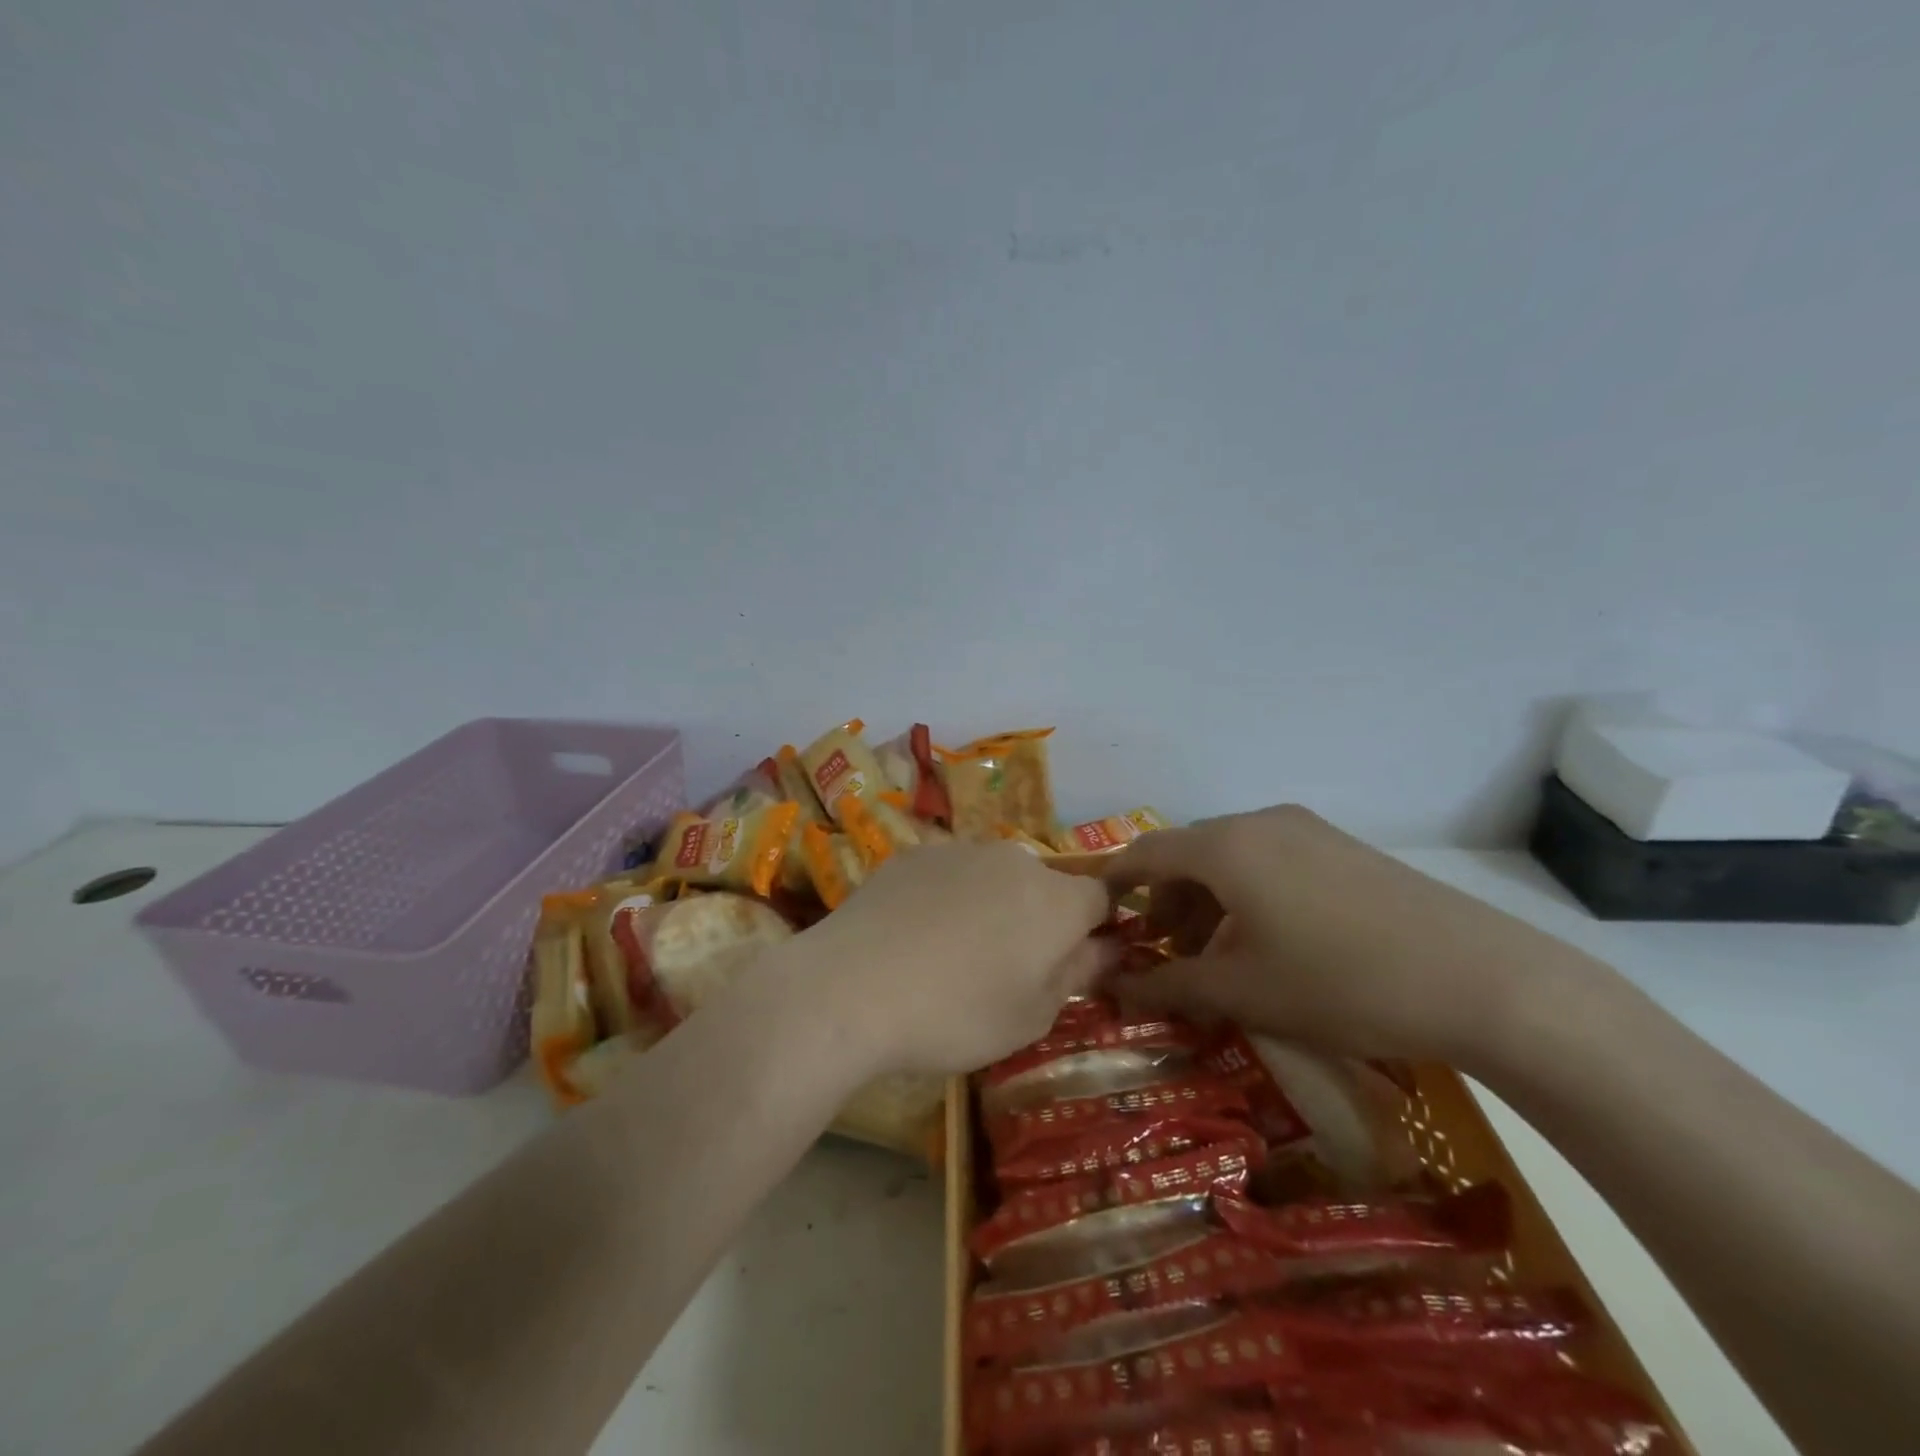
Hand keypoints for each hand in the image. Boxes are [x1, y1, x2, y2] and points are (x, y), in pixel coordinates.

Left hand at [799, 842, 1114, 1075]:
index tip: (1074, 962)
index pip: (1101, 898)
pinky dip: (946, 898)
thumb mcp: (1032, 1016)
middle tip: (1008, 970)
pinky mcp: (913, 854)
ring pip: (994, 877)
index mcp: (1056, 899)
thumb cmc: (956, 1014)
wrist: (851, 987)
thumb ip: (1078, 974)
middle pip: (1044, 886)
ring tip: (952, 954)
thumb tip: (1107, 947)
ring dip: (991, 906)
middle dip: (1039, 920)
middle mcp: (1014, 860)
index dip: (1095, 929)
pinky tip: (913, 937)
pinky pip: (949, 874)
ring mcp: (959, 850)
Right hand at [1104, 806, 1579, 1063]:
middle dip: (1165, 902)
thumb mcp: (1243, 992)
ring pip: (1231, 858)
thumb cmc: (1341, 983)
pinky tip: (1269, 943)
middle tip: (1163, 954)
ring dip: (1207, 901)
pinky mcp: (1342, 848)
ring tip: (1215, 956)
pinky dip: (1247, 895)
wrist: (1484, 981)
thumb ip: (1167, 986)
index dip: (1115, 884)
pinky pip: (1270, 861)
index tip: (1099, 919)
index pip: (1145, 853)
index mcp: (1225, 846)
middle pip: (1188, 853)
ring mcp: (1307, 830)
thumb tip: (1110, 988)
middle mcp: (1260, 822)